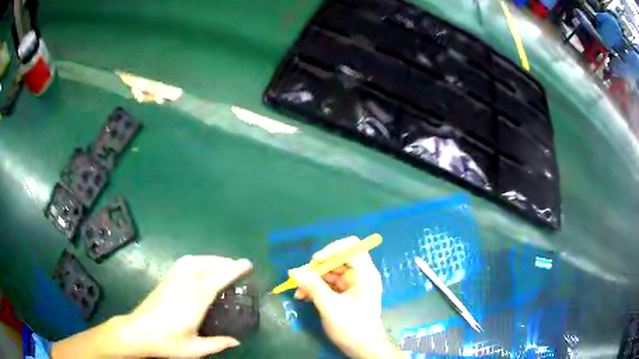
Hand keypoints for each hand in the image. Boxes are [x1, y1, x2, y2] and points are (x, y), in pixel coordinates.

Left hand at [119, 256, 252, 357]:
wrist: (138, 331)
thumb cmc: (166, 341)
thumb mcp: (194, 349)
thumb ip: (217, 344)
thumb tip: (236, 341)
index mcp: (193, 301)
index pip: (216, 280)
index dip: (232, 270)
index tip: (247, 264)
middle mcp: (183, 284)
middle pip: (206, 265)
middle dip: (225, 262)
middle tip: (240, 266)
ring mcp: (172, 279)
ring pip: (195, 260)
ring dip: (212, 259)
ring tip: (224, 265)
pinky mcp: (165, 279)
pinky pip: (185, 262)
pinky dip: (198, 259)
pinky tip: (201, 266)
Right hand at [290, 237, 401, 358]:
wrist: (363, 348)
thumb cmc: (351, 327)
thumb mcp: (330, 307)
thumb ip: (313, 287)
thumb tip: (294, 272)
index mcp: (365, 274)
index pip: (351, 247)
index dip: (332, 250)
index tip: (315, 261)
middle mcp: (361, 275)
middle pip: (338, 260)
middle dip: (317, 268)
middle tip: (299, 277)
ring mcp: (353, 285)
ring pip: (331, 273)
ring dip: (314, 279)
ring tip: (298, 290)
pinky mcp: (346, 295)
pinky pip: (330, 284)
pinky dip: (317, 288)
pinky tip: (303, 296)